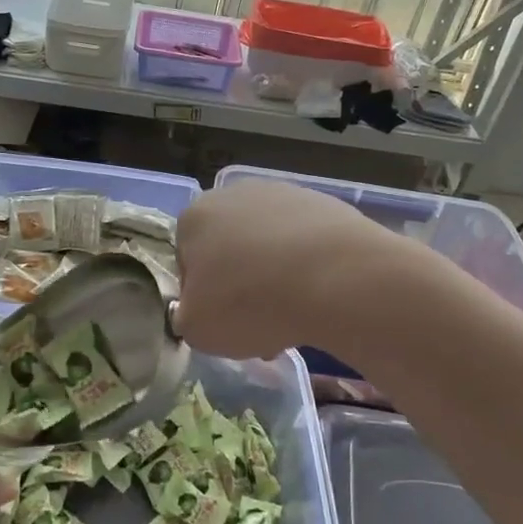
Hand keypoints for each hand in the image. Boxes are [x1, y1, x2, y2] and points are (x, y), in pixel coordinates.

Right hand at [174, 181, 383, 359]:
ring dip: (275, 277)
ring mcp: (282, 193)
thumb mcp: (197, 330)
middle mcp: (233, 194)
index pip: (187, 261)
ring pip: (268, 245)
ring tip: (296, 315)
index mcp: (194, 217)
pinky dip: (309, 266)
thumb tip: (198, 310)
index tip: (224, 323)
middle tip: (260, 324)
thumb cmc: (250, 302)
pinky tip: (322, 295)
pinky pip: (305, 242)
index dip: (203, 298)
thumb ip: (188, 317)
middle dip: (242, 284)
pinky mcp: (323, 203)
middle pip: (230, 249)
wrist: (335, 277)